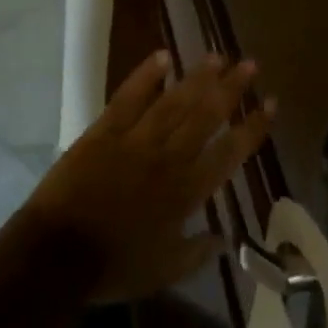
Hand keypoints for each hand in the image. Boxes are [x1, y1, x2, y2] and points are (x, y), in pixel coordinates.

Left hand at [27, 50, 273, 302]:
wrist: (56, 255)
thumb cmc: (113, 267)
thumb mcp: (164, 271)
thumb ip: (198, 252)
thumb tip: (228, 238)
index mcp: (186, 192)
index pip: (229, 153)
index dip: (252, 128)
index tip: (271, 104)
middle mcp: (168, 158)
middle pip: (205, 116)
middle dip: (231, 89)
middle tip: (251, 64)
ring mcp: (136, 139)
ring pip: (174, 101)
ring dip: (198, 77)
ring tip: (218, 56)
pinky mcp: (105, 130)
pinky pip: (129, 97)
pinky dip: (146, 75)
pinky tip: (163, 56)